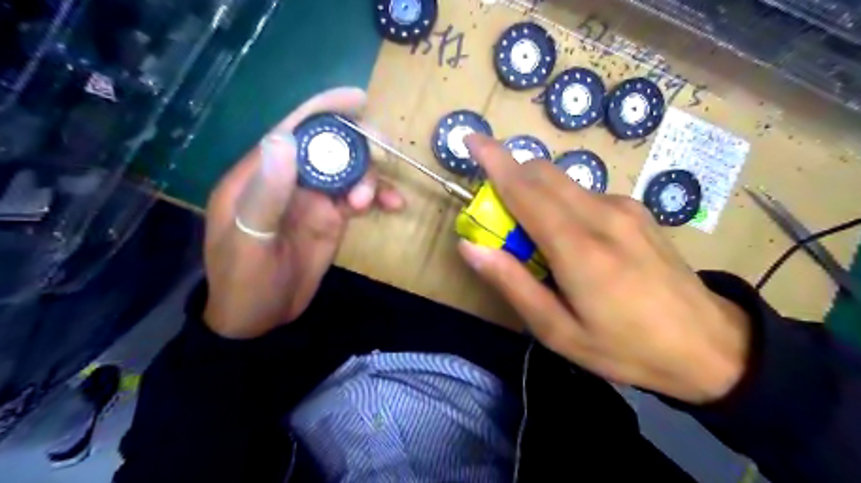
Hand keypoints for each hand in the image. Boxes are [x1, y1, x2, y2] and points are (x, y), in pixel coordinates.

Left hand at [203, 88, 405, 339]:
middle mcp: (291, 179)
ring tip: (373, 201)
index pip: (294, 130)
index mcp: (262, 174)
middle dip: (359, 146)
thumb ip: (267, 191)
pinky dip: (379, 197)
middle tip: (383, 156)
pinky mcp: (332, 218)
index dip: (325, 110)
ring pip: (351, 171)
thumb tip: (284, 138)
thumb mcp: (249, 239)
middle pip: (331, 147)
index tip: (359, 100)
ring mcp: (315, 199)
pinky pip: (360, 197)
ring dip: (371, 177)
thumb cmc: (243, 281)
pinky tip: (394, 206)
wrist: (260, 319)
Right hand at [457, 134, 747, 403]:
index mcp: (579, 248)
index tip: (470, 139)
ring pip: (563, 181)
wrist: (710, 346)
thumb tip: (471, 247)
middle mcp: (602, 215)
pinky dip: (561, 203)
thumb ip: (512, 284)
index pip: (525, 189)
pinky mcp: (637, 210)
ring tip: (535, 239)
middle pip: (543, 173)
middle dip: (510, 177)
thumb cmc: (626, 347)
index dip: (494, 160)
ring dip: (535, 193)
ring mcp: (625, 208)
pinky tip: (572, 240)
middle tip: (498, 216)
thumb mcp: (558, 331)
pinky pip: (584, 194)